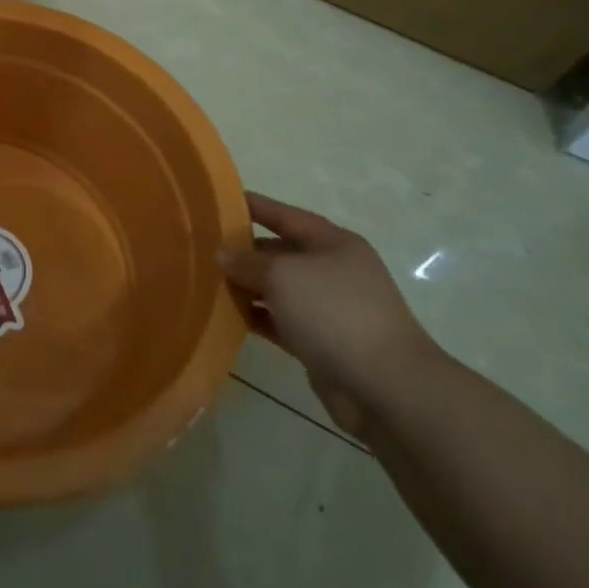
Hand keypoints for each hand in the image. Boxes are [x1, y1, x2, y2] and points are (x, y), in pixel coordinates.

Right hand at [220, 192, 440, 436]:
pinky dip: (257, 317)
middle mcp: (333, 271)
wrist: (385, 386)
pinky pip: (281, 321)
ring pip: (279, 289)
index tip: (219, 200)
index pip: (286, 216)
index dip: (255, 206)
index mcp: (333, 243)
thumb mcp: (283, 275)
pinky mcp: (322, 342)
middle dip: (245, 250)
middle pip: (281, 252)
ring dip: (247, 286)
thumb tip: (223, 255)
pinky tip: (227, 316)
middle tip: (203, 248)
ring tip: (207, 281)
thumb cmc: (334, 312)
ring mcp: (329, 309)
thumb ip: (248, 261)